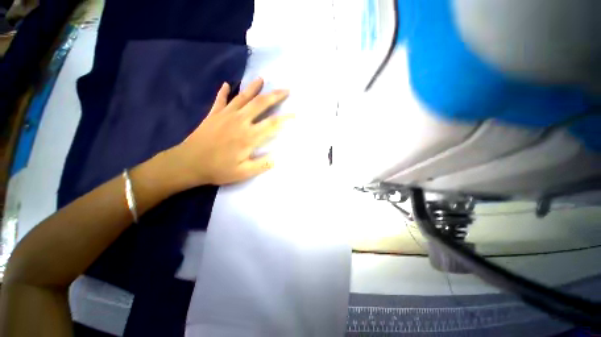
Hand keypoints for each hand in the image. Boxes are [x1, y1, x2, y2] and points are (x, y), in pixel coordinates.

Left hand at [168, 78, 290, 186]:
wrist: (187, 163)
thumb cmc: (218, 169)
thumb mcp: (243, 173)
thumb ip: (262, 165)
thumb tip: (278, 159)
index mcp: (249, 136)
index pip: (272, 124)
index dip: (285, 118)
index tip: (295, 114)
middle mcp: (240, 121)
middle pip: (260, 104)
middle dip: (275, 96)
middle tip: (285, 89)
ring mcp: (225, 115)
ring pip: (243, 97)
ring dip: (254, 88)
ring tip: (261, 79)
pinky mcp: (213, 114)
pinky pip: (220, 100)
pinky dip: (224, 92)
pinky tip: (228, 84)